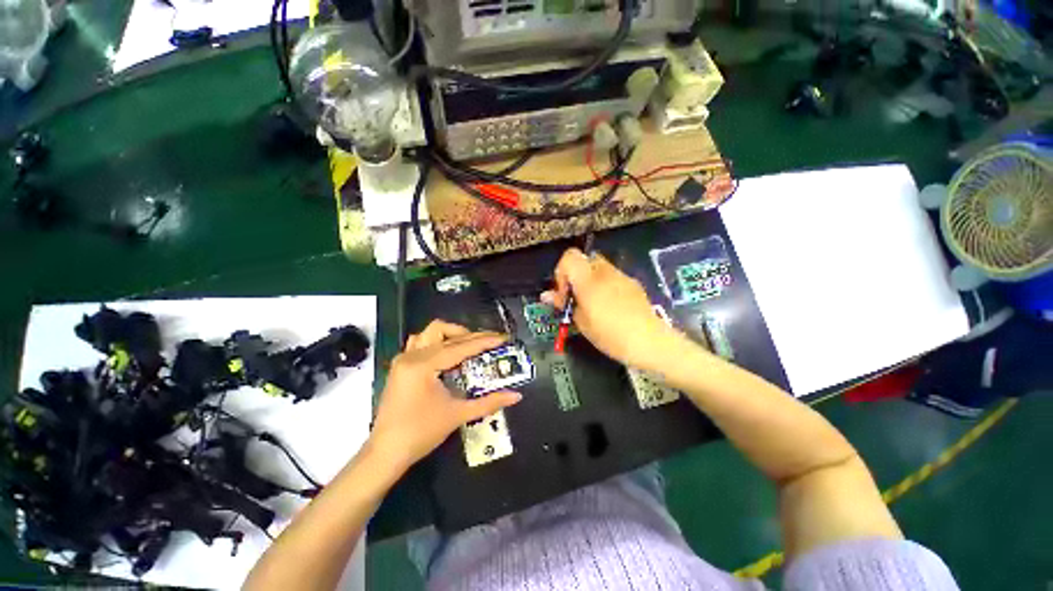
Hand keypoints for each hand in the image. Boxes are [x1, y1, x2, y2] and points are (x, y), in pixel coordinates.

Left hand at [369, 321, 522, 468]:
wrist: (385, 453)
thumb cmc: (421, 434)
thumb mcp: (458, 415)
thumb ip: (489, 402)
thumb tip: (516, 396)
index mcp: (423, 365)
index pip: (460, 347)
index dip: (484, 341)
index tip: (502, 337)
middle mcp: (411, 355)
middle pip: (444, 332)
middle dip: (469, 335)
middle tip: (488, 343)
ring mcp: (403, 359)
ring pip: (429, 333)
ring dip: (450, 335)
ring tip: (468, 346)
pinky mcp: (400, 366)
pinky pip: (419, 342)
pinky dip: (436, 342)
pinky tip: (447, 355)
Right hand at [542, 248, 677, 369]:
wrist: (650, 341)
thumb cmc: (610, 334)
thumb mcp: (581, 322)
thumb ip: (564, 304)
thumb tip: (546, 295)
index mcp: (589, 279)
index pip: (570, 256)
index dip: (561, 271)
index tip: (564, 293)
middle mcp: (605, 271)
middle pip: (585, 259)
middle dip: (576, 275)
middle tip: (576, 297)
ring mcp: (622, 276)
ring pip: (600, 268)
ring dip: (591, 280)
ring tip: (593, 304)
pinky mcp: (633, 284)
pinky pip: (613, 277)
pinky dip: (605, 285)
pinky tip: (611, 307)